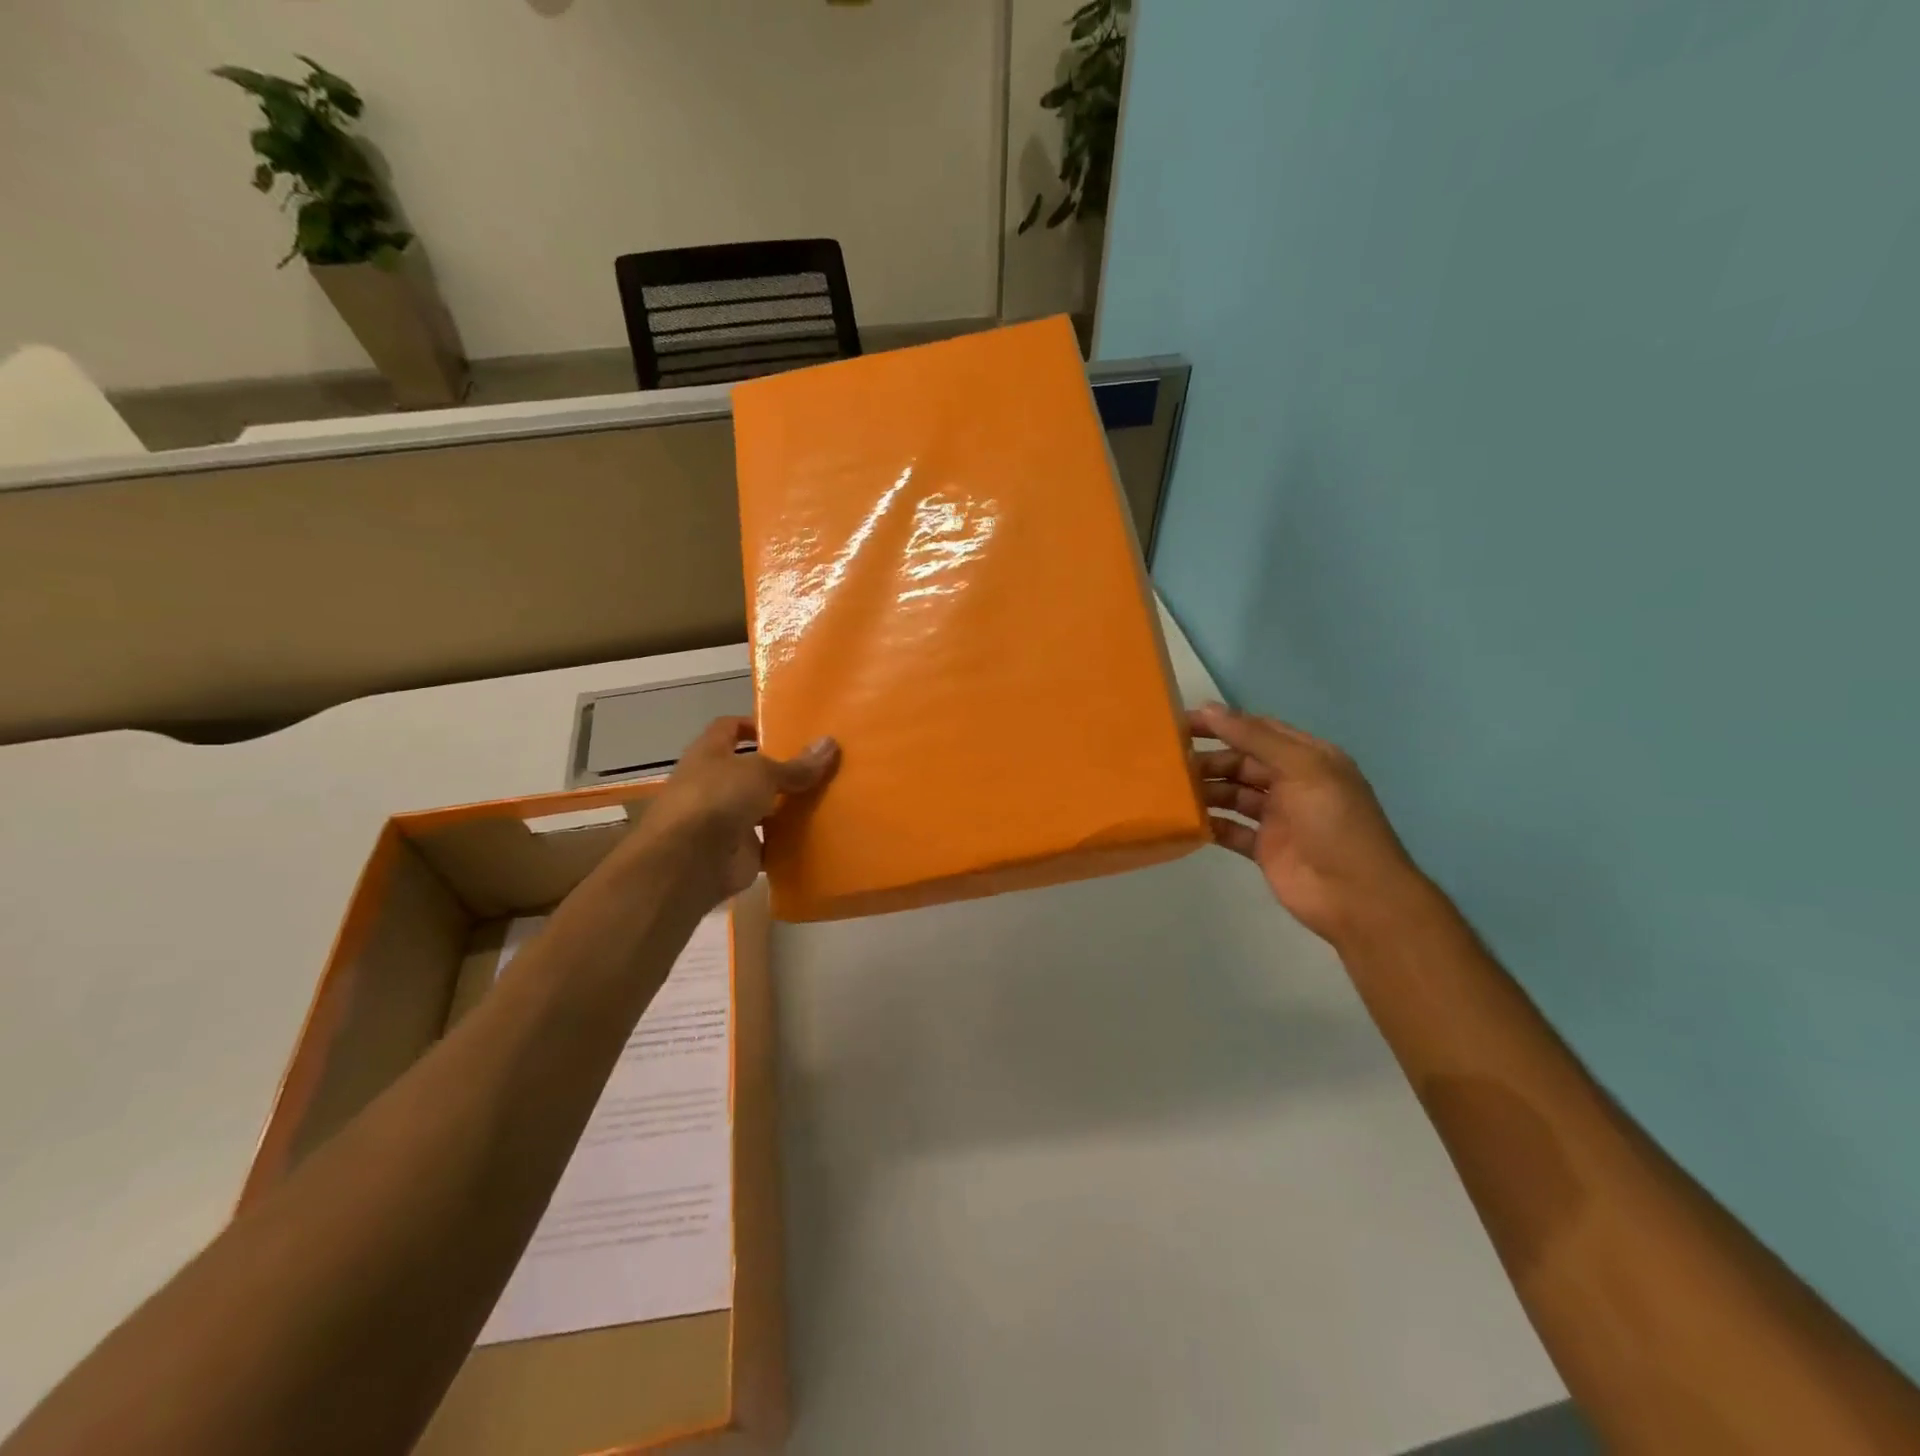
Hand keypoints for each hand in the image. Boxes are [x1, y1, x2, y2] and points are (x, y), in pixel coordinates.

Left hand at [641, 717, 839, 907]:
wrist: (690, 862)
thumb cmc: (718, 798)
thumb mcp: (762, 772)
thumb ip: (796, 765)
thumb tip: (830, 744)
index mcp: (709, 754)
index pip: (728, 728)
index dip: (753, 725)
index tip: (786, 728)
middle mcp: (714, 784)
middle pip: (750, 771)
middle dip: (781, 769)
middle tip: (820, 765)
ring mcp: (726, 820)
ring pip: (762, 808)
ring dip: (787, 806)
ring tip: (828, 797)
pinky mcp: (739, 853)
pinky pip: (770, 843)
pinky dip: (789, 841)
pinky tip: (820, 833)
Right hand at [1191, 703, 1427, 946]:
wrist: (1357, 896)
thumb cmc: (1334, 823)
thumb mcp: (1302, 768)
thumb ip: (1255, 738)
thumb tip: (1209, 707)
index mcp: (1307, 758)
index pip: (1258, 730)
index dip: (1222, 724)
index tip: (1180, 722)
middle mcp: (1291, 783)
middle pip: (1241, 762)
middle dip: (1208, 758)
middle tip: (1166, 760)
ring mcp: (1277, 818)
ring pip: (1232, 794)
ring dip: (1205, 789)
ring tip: (1169, 788)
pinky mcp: (1264, 848)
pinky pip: (1230, 829)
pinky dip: (1210, 823)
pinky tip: (1184, 819)